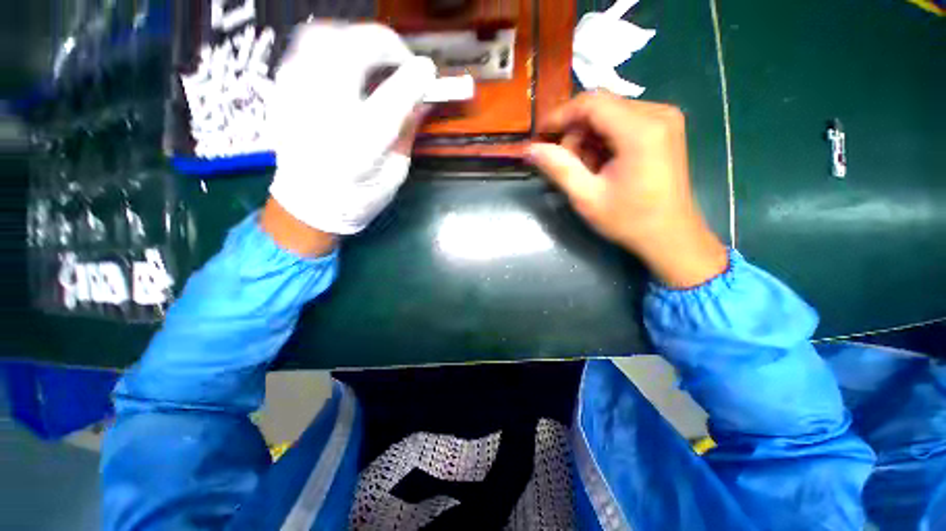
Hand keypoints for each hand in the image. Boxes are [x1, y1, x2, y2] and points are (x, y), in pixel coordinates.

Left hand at [265, 22, 435, 254]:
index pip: (393, 96)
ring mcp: (296, 96)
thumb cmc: (359, 198)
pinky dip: (334, 47)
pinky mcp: (283, 90)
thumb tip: (422, 100)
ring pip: (325, 36)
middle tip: (403, 61)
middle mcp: (325, 114)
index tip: (429, 72)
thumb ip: (407, 133)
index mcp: (360, 146)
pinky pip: (307, 47)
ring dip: (358, 40)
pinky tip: (349, 66)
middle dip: (387, 45)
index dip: (416, 76)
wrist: (308, 205)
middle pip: (354, 50)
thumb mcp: (395, 172)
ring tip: (376, 60)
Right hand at [526, 91, 726, 287]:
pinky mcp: (665, 128)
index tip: (540, 136)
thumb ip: (558, 168)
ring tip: (585, 169)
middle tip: (565, 163)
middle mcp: (657, 113)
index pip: (590, 103)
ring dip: (589, 137)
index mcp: (640, 130)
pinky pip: (624, 121)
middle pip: (601, 106)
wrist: (670, 236)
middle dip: (575, 132)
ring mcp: (665, 119)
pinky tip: (602, 164)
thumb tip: (530, 149)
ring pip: (610, 113)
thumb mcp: (587, 197)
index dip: (560, 116)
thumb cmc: (629, 220)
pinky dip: (604, 139)